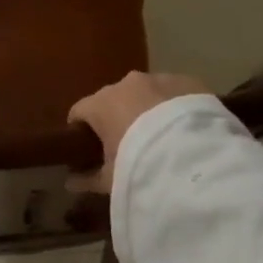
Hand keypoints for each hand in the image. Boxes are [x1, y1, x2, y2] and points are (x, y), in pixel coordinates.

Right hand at [67, 72, 212, 193]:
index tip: (86, 148)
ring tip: (159, 137)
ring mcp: (160, 79)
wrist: (193, 160)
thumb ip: (86, 179)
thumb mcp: (109, 180)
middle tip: (126, 146)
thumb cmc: (138, 167)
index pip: (79, 111)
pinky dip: (173, 107)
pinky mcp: (189, 82)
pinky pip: (174, 93)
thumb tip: (69, 183)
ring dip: (147, 109)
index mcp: (101, 103)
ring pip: (146, 93)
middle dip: (116, 118)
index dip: (80, 130)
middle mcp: (127, 84)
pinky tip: (182, 129)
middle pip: (113, 99)